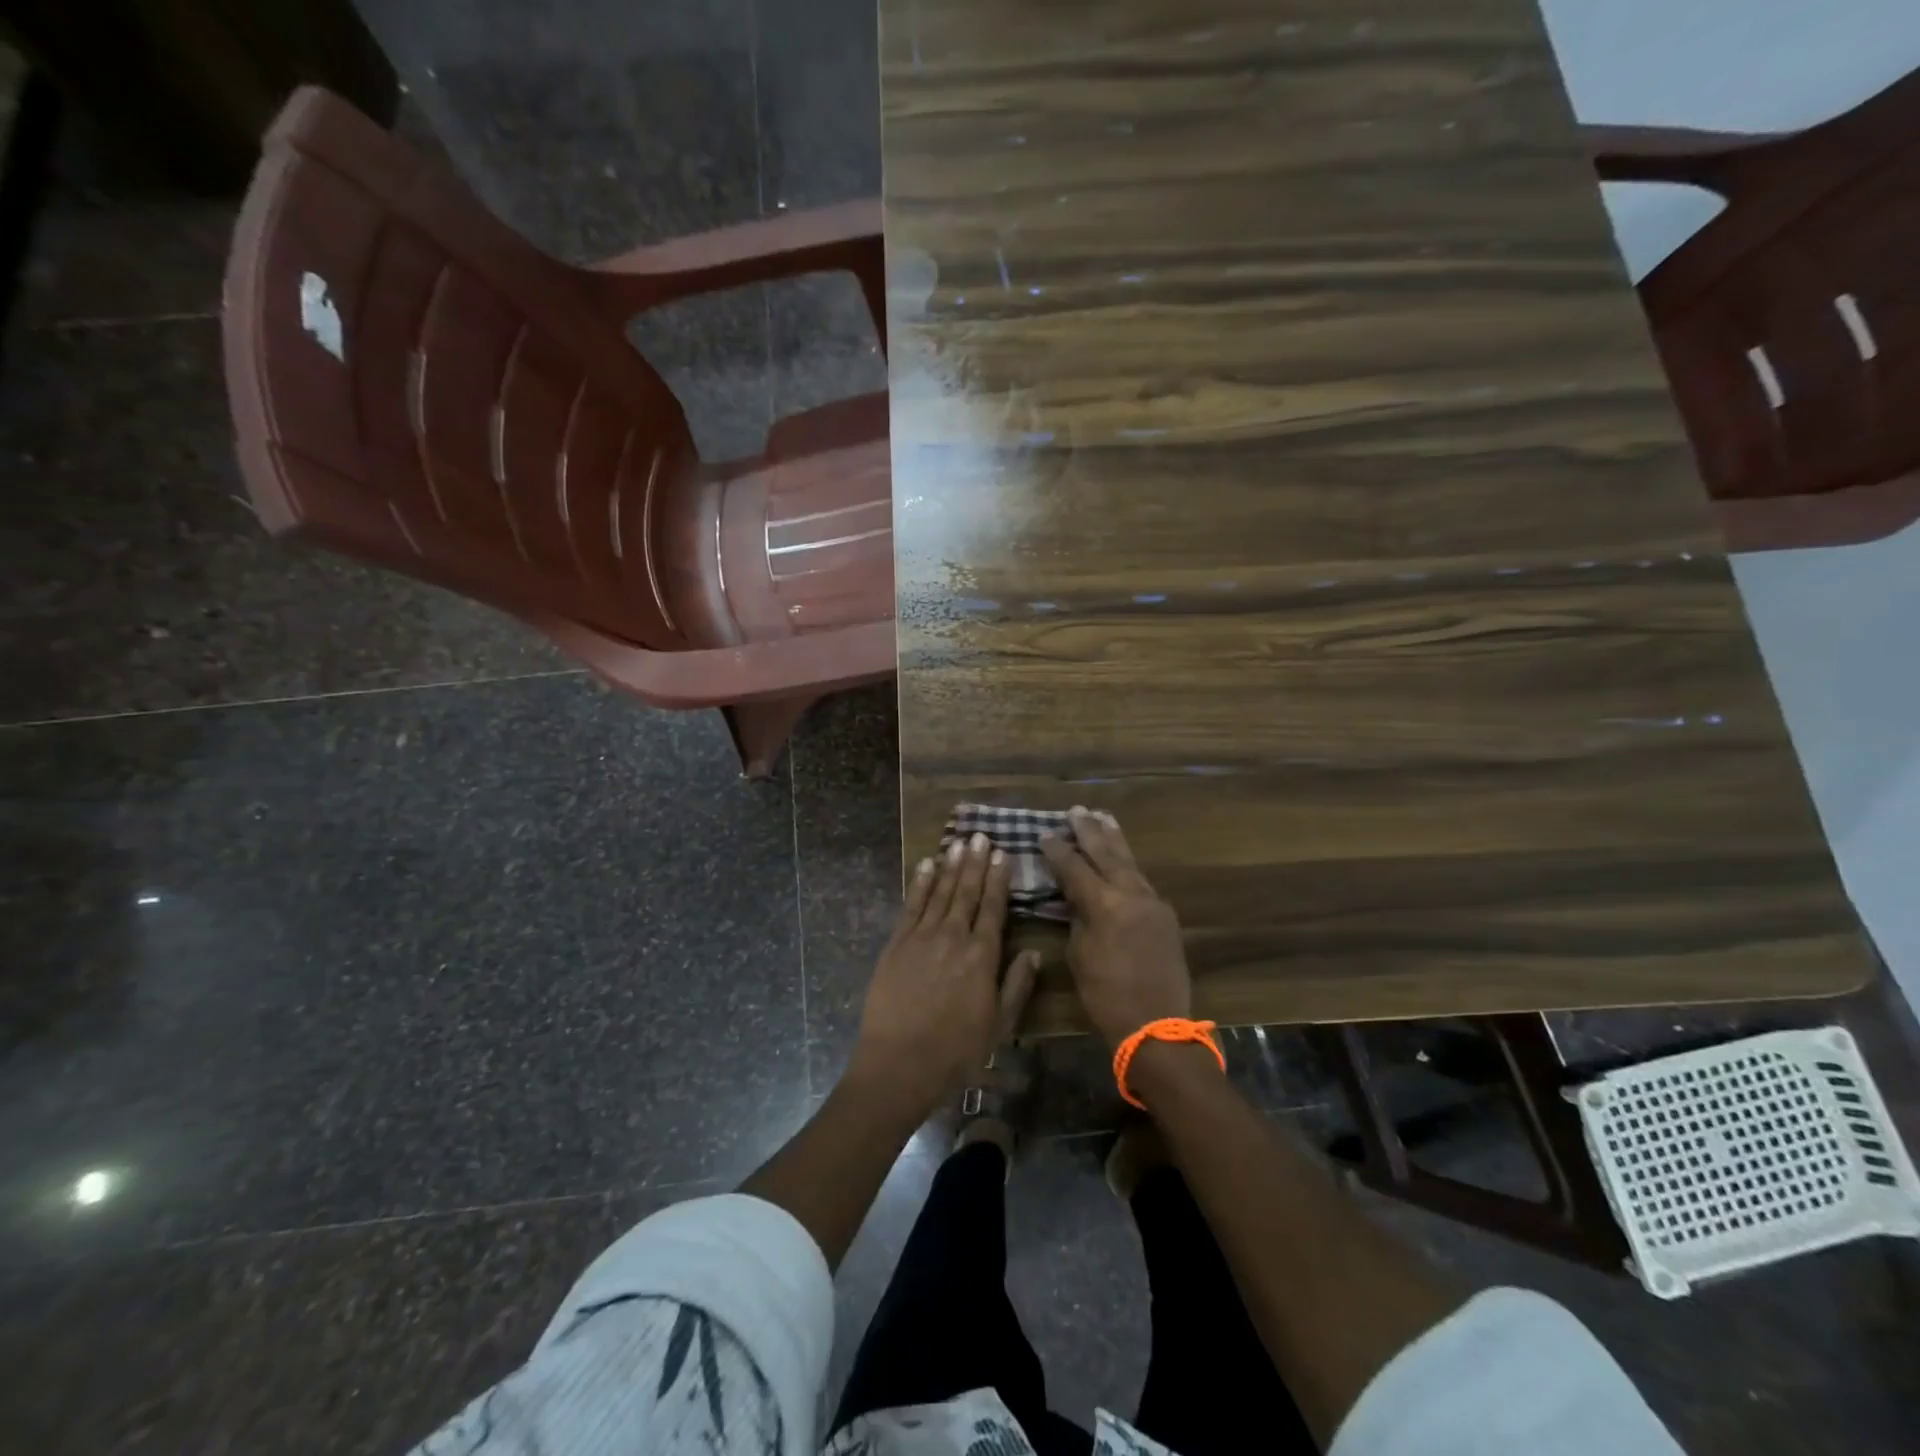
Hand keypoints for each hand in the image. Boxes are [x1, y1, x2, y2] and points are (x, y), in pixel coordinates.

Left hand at [849, 832, 1040, 1118]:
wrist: (900, 1063)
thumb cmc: (956, 1052)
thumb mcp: (999, 1026)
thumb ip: (1017, 986)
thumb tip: (1033, 953)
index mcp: (982, 956)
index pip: (993, 908)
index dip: (999, 879)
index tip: (1003, 854)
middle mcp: (954, 937)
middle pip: (967, 892)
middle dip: (976, 862)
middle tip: (981, 836)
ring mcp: (922, 937)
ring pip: (941, 892)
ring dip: (951, 866)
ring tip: (959, 842)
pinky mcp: (897, 943)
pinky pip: (911, 905)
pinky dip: (920, 883)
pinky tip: (927, 865)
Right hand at [1040, 807, 1191, 1049]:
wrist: (1157, 1024)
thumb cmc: (1106, 995)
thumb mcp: (1079, 955)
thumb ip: (1077, 918)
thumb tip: (1075, 899)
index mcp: (1104, 904)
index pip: (1075, 867)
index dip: (1058, 850)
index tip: (1045, 834)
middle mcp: (1131, 894)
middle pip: (1107, 853)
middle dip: (1090, 831)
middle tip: (1077, 810)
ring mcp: (1152, 901)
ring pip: (1129, 862)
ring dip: (1114, 840)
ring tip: (1103, 818)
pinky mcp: (1164, 914)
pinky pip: (1141, 880)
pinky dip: (1127, 864)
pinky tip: (1121, 858)